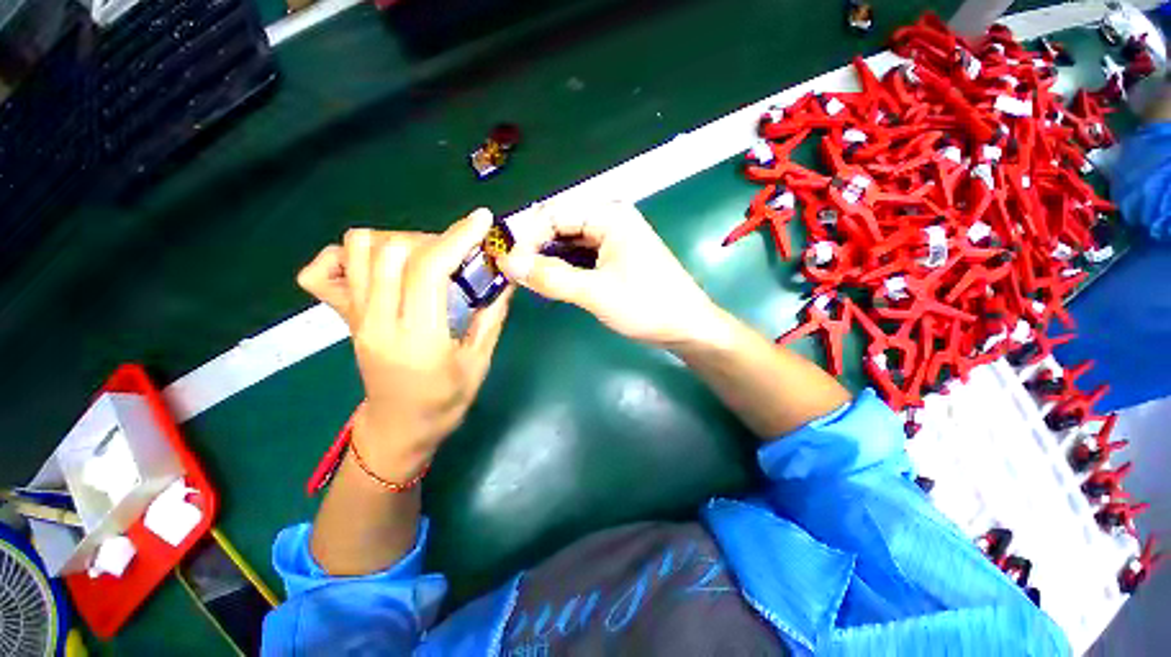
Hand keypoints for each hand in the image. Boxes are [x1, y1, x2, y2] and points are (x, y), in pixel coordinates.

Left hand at [297, 209, 513, 480]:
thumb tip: (505, 277)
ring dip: (398, 240)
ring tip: (426, 258)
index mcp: (417, 338)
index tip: (481, 220)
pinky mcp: (345, 318)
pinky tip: (379, 266)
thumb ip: (491, 315)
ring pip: (358, 249)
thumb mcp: (479, 361)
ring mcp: (355, 318)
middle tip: (459, 253)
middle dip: (434, 239)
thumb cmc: (445, 402)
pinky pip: (323, 272)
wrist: (399, 428)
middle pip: (392, 250)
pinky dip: (347, 257)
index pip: (427, 270)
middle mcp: (377, 321)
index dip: (456, 237)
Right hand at [498, 201, 728, 348]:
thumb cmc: (646, 306)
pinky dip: (565, 268)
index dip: (527, 237)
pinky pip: (581, 257)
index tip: (508, 265)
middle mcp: (610, 220)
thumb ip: (551, 277)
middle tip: (516, 276)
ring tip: (530, 281)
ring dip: (549, 260)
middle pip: (561, 227)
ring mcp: (614, 239)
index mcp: (609, 216)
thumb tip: (508, 263)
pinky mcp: (615, 258)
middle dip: (537, 249)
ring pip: (569, 244)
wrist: (686, 327)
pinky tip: (553, 283)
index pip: (554, 214)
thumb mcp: (595, 293)